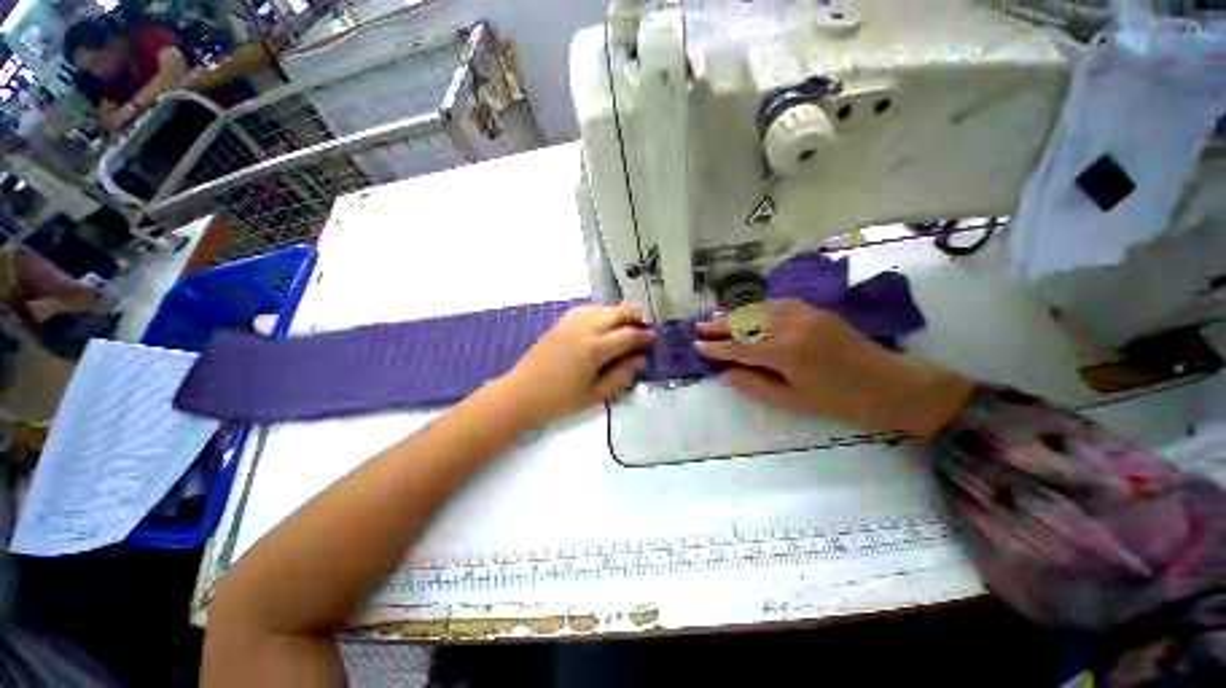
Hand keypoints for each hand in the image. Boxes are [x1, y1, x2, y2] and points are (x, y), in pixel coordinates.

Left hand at [498, 302, 655, 426]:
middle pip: (618, 312)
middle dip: (636, 316)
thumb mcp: (594, 395)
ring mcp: (571, 323)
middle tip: (645, 327)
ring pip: (603, 307)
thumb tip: (640, 360)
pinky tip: (602, 322)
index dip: (645, 335)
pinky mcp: (561, 324)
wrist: (521, 394)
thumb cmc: (559, 400)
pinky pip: (586, 309)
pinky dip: (600, 311)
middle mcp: (586, 329)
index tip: (655, 338)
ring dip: (619, 312)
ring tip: (626, 325)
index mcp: (595, 348)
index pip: (629, 335)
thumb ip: (621, 376)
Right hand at [695, 300, 973, 438]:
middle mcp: (790, 326)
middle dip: (719, 326)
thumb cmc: (840, 401)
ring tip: (715, 318)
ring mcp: (803, 314)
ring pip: (758, 310)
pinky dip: (757, 308)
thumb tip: (726, 372)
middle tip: (698, 327)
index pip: (738, 348)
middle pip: (745, 324)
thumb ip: (754, 384)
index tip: (696, 346)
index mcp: (784, 353)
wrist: (891, 385)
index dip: (715, 348)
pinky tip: (747, 312)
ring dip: (735, 315)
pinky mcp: (814, 310)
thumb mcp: (792, 401)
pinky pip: (777, 304)